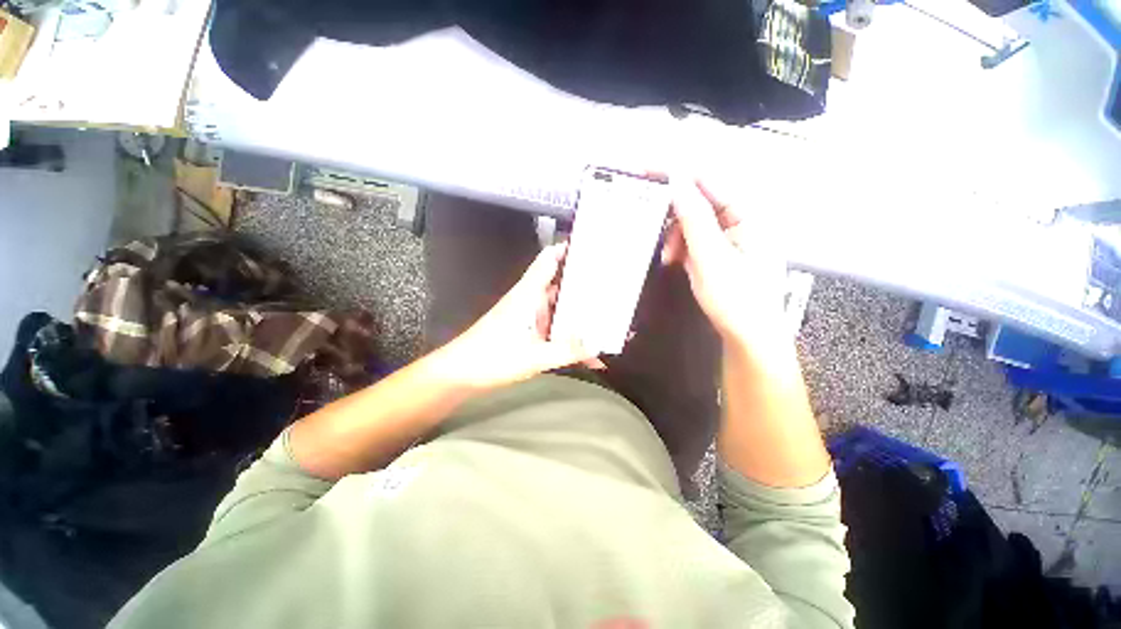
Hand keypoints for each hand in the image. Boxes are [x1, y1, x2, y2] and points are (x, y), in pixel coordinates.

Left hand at [431, 243, 604, 388]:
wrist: (461, 374)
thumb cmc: (492, 357)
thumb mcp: (534, 356)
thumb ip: (567, 350)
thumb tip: (598, 346)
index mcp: (529, 294)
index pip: (548, 260)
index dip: (567, 248)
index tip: (592, 246)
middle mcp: (531, 301)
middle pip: (561, 285)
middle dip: (586, 286)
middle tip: (613, 286)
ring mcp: (531, 318)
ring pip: (562, 311)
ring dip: (582, 316)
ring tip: (610, 318)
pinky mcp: (530, 334)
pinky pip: (556, 332)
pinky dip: (572, 341)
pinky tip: (591, 356)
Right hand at [661, 180, 788, 347]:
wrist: (748, 338)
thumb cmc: (735, 300)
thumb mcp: (710, 258)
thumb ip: (694, 218)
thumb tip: (677, 181)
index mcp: (749, 215)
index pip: (710, 182)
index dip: (679, 174)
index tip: (649, 170)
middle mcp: (742, 221)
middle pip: (701, 202)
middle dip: (675, 218)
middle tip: (656, 232)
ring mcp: (732, 238)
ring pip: (695, 223)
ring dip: (677, 237)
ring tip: (668, 258)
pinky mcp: (722, 253)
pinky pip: (697, 240)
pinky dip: (683, 248)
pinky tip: (676, 261)